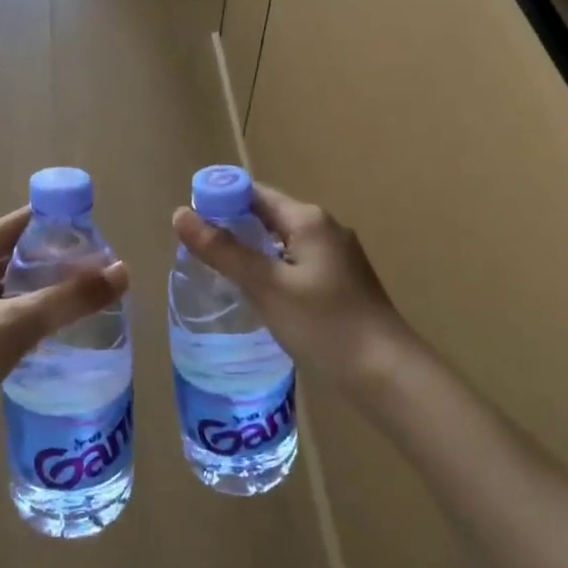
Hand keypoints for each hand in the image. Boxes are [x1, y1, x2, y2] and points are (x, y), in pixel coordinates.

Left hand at [0, 206, 128, 456]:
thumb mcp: (16, 324)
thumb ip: (69, 298)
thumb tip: (122, 271)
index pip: (16, 224)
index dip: (55, 224)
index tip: (95, 235)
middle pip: (15, 255)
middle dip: (55, 261)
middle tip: (98, 271)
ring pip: (12, 288)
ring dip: (45, 291)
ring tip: (87, 299)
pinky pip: (5, 315)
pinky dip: (31, 317)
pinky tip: (59, 331)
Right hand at [172, 183, 409, 393]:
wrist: (386, 373)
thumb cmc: (323, 324)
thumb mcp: (266, 286)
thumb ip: (223, 250)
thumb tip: (180, 214)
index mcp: (308, 219)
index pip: (254, 193)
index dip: (219, 201)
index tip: (190, 224)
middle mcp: (325, 228)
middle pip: (268, 215)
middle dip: (232, 227)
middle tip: (197, 252)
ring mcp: (337, 255)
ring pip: (282, 241)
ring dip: (252, 250)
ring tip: (219, 273)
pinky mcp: (342, 281)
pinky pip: (296, 262)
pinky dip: (272, 268)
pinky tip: (258, 294)